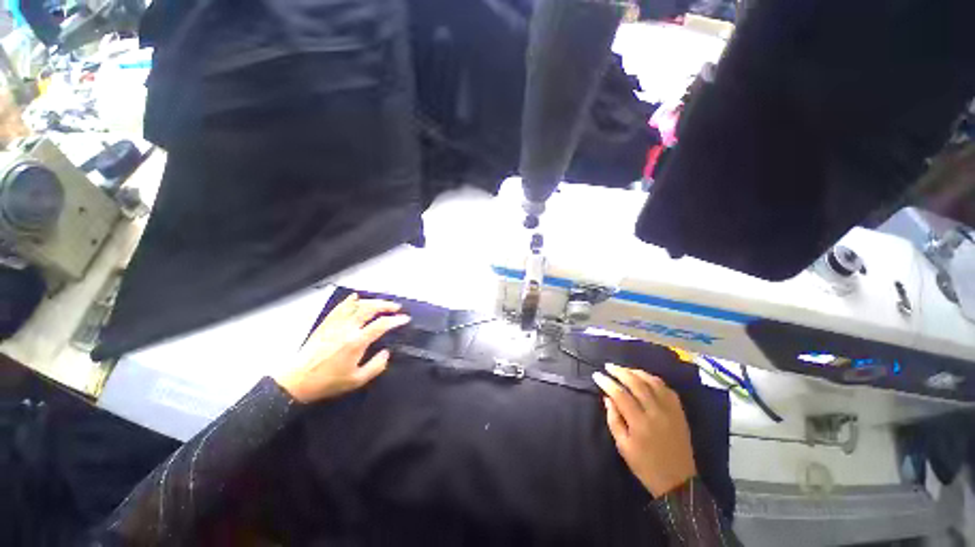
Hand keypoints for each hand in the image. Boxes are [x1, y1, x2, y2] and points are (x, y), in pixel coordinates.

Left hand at [273, 293, 410, 402]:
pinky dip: (349, 300)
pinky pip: (339, 307)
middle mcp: (347, 328)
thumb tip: (386, 353)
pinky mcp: (325, 324)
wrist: (297, 381)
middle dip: (386, 305)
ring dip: (372, 301)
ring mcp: (335, 324)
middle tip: (396, 307)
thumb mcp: (357, 380)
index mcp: (356, 342)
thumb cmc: (328, 382)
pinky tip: (356, 297)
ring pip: (356, 305)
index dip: (396, 320)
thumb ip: (376, 366)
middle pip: (370, 308)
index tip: (405, 319)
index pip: (381, 324)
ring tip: (382, 302)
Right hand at [593, 363, 696, 496]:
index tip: (597, 375)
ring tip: (624, 369)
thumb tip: (608, 398)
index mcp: (640, 423)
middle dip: (620, 372)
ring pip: (653, 382)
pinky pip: (667, 389)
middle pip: (637, 384)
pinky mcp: (679, 412)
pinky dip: (653, 380)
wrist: (679, 483)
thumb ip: (614, 420)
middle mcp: (656, 412)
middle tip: (608, 366)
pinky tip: (645, 378)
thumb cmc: (646, 466)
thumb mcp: (623, 447)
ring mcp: (670, 411)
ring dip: (637, 372)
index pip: (620, 395)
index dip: (607, 382)